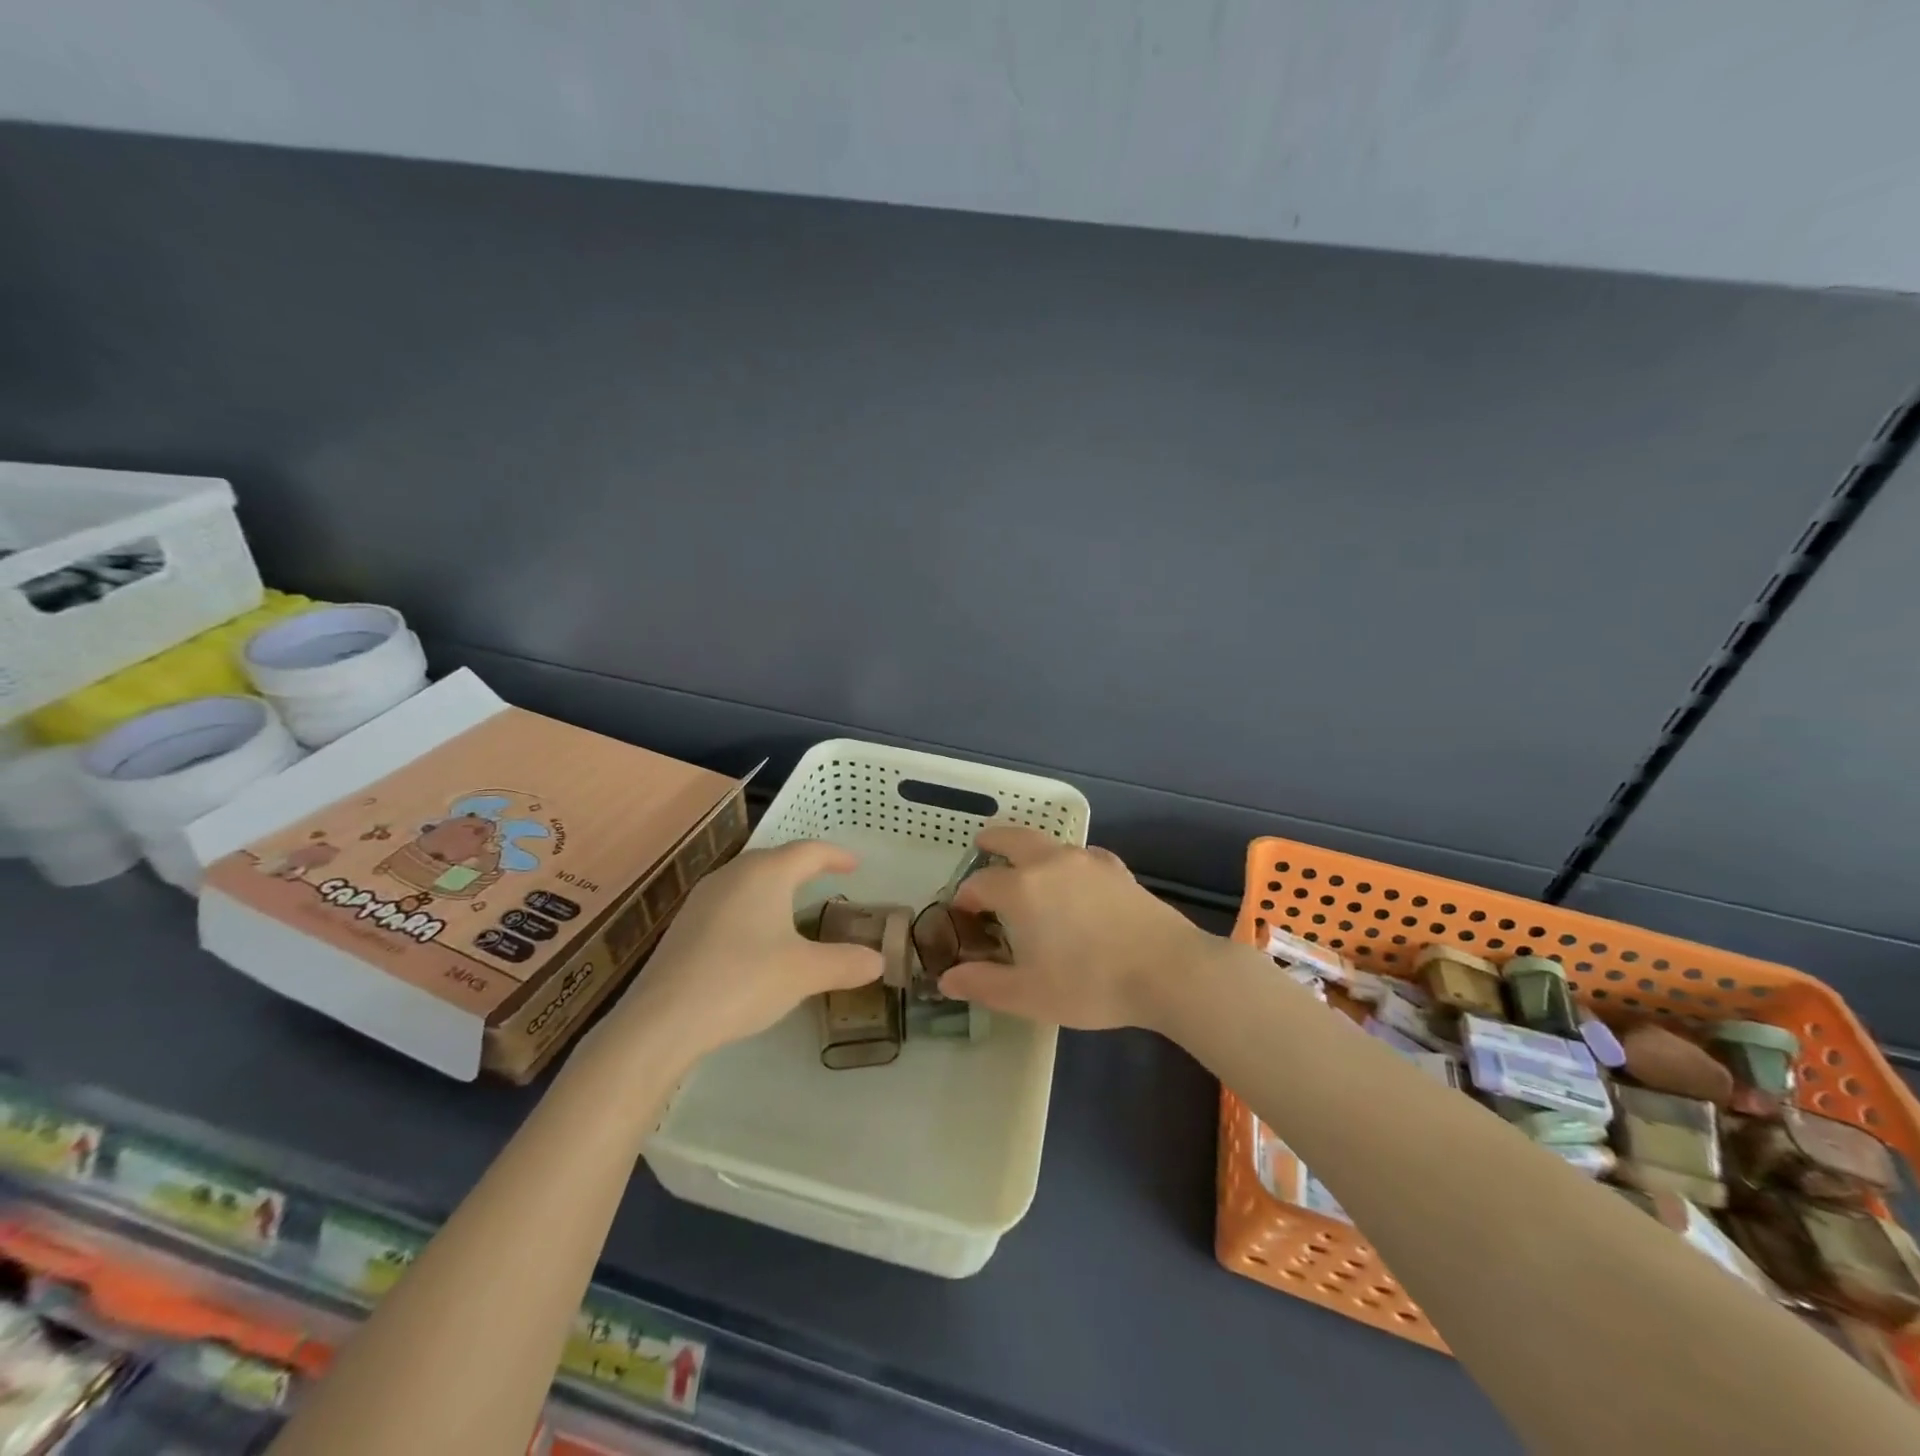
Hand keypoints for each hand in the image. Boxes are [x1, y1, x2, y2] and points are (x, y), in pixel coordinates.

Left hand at [603, 841, 879, 1059]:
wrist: (662, 1019)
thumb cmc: (744, 980)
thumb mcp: (805, 973)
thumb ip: (845, 963)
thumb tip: (878, 960)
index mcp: (766, 874)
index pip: (809, 851)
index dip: (836, 855)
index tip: (855, 865)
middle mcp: (733, 875)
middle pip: (776, 858)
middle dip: (804, 866)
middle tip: (827, 878)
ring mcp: (703, 898)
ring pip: (749, 879)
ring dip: (776, 885)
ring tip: (794, 904)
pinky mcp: (685, 925)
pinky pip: (730, 901)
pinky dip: (753, 906)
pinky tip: (755, 935)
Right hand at [939, 826, 1217, 1030]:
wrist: (1167, 970)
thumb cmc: (1090, 984)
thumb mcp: (1029, 994)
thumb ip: (984, 984)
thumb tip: (947, 979)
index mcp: (1021, 889)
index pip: (980, 883)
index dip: (966, 897)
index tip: (964, 914)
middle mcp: (1049, 863)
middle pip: (1012, 837)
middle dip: (992, 841)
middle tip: (981, 846)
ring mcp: (1087, 861)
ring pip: (1048, 843)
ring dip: (1029, 849)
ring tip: (1026, 868)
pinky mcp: (1116, 869)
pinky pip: (1082, 856)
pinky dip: (1067, 861)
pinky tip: (1076, 879)